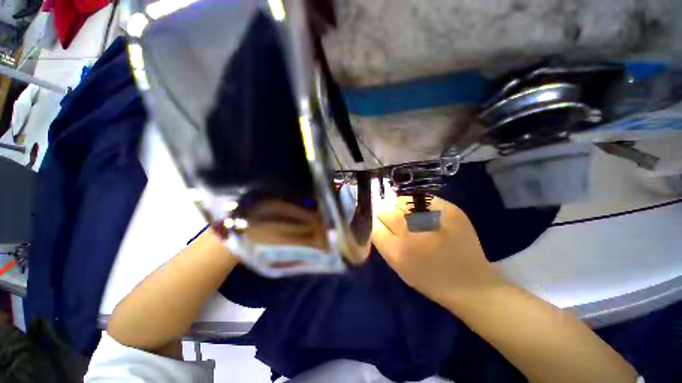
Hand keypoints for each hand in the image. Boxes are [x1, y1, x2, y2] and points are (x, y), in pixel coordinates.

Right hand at [372, 196, 506, 307]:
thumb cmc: (429, 279)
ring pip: (401, 200)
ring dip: (398, 206)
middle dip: (384, 211)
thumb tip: (376, 218)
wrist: (471, 283)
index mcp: (397, 251)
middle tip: (390, 216)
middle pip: (385, 209)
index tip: (378, 221)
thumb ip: (383, 241)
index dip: (374, 220)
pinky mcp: (450, 210)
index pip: (374, 224)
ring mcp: (433, 218)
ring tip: (406, 214)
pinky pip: (421, 198)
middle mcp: (413, 233)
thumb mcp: (398, 267)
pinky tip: (421, 213)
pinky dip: (416, 203)